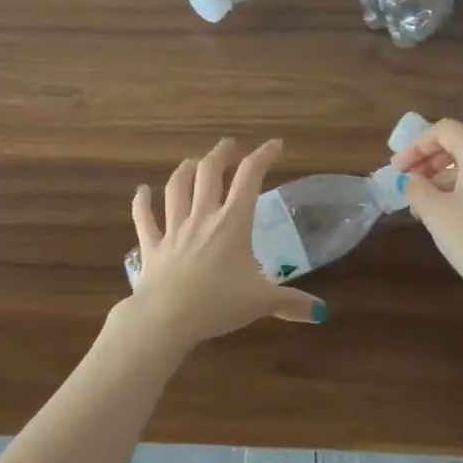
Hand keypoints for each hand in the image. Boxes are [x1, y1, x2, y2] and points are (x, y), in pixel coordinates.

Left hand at [121, 138, 325, 351]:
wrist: (168, 317)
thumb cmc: (219, 303)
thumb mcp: (262, 302)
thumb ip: (291, 303)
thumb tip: (320, 312)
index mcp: (232, 223)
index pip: (250, 178)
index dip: (262, 156)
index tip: (274, 145)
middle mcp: (202, 217)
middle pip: (209, 174)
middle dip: (220, 154)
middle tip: (229, 145)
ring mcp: (174, 230)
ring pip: (176, 189)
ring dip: (184, 171)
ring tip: (191, 161)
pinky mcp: (152, 247)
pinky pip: (144, 219)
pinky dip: (141, 203)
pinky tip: (141, 191)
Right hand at [393, 118, 462, 310]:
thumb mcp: (435, 212)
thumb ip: (417, 188)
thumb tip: (413, 181)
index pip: (444, 130)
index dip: (415, 146)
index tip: (397, 170)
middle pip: (460, 146)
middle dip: (428, 163)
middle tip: (408, 186)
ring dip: (443, 181)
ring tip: (423, 209)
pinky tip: (450, 219)